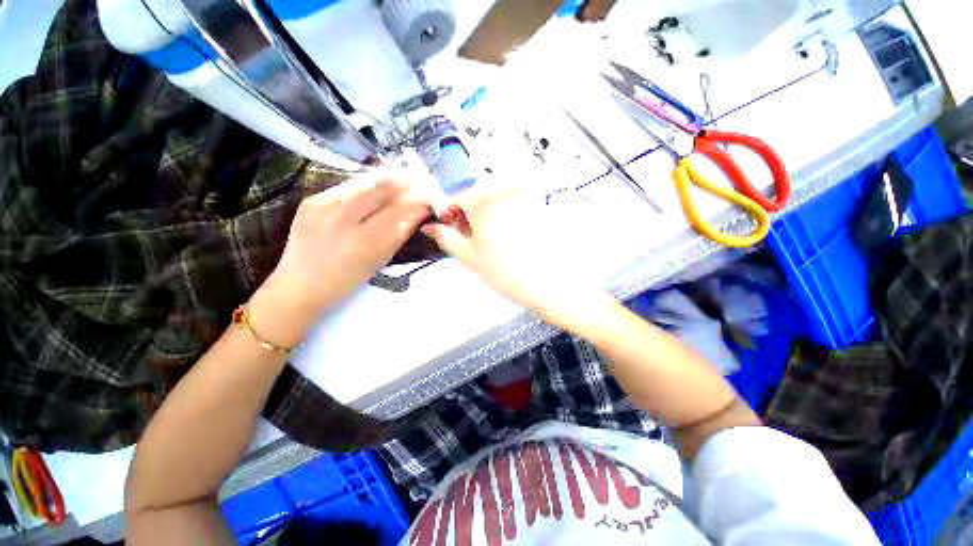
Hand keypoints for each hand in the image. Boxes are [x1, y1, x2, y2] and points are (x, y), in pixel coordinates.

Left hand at [250, 175, 431, 346]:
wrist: (300, 284)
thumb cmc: (347, 280)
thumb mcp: (380, 261)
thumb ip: (400, 233)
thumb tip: (419, 211)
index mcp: (365, 242)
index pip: (401, 210)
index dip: (420, 199)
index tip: (433, 195)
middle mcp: (343, 219)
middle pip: (384, 188)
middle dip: (409, 181)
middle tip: (423, 180)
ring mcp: (324, 205)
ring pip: (367, 181)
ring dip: (391, 179)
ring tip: (406, 179)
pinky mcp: (312, 199)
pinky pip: (349, 185)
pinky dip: (369, 185)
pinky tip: (378, 187)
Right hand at [421, 180, 617, 331]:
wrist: (553, 283)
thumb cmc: (508, 273)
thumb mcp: (470, 257)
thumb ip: (447, 238)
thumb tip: (430, 227)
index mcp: (482, 200)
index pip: (456, 201)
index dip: (452, 219)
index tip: (456, 233)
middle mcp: (503, 189)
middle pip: (477, 198)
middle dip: (473, 217)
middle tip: (480, 243)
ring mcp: (524, 194)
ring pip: (496, 201)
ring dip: (491, 217)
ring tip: (500, 243)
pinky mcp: (540, 202)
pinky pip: (515, 204)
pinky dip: (510, 217)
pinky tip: (516, 238)